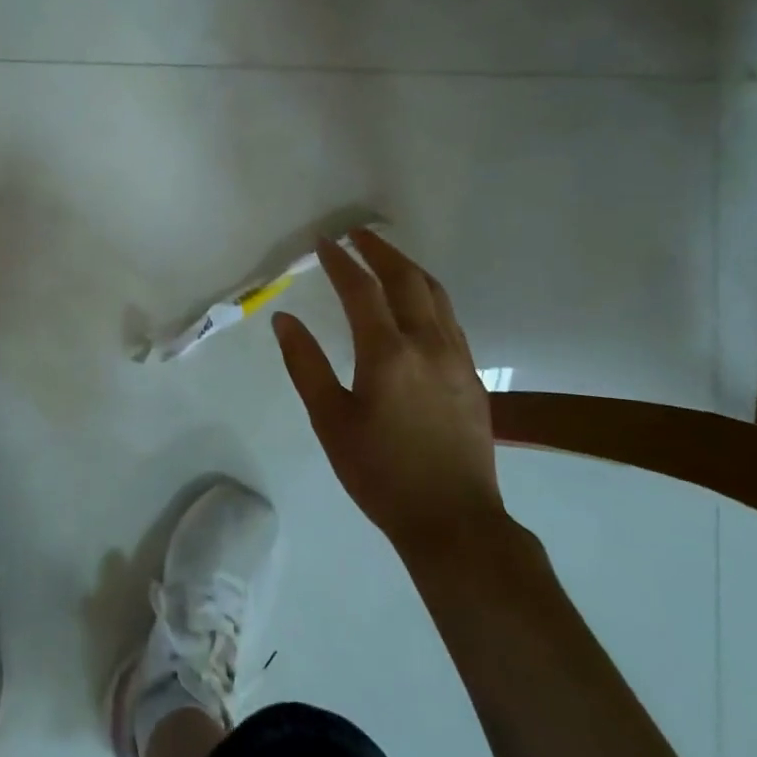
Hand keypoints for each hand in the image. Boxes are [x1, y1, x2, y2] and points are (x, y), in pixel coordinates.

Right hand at [272, 229, 503, 553]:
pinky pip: (450, 320)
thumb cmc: (380, 473)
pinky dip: (429, 297)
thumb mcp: (330, 420)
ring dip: (409, 269)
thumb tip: (283, 319)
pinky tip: (418, 306)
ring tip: (387, 258)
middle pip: (407, 280)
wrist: (453, 521)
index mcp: (387, 353)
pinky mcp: (472, 377)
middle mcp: (428, 344)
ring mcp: (457, 358)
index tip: (324, 242)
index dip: (340, 262)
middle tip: (357, 235)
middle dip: (380, 252)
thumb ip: (305, 364)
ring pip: (436, 296)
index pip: (361, 290)